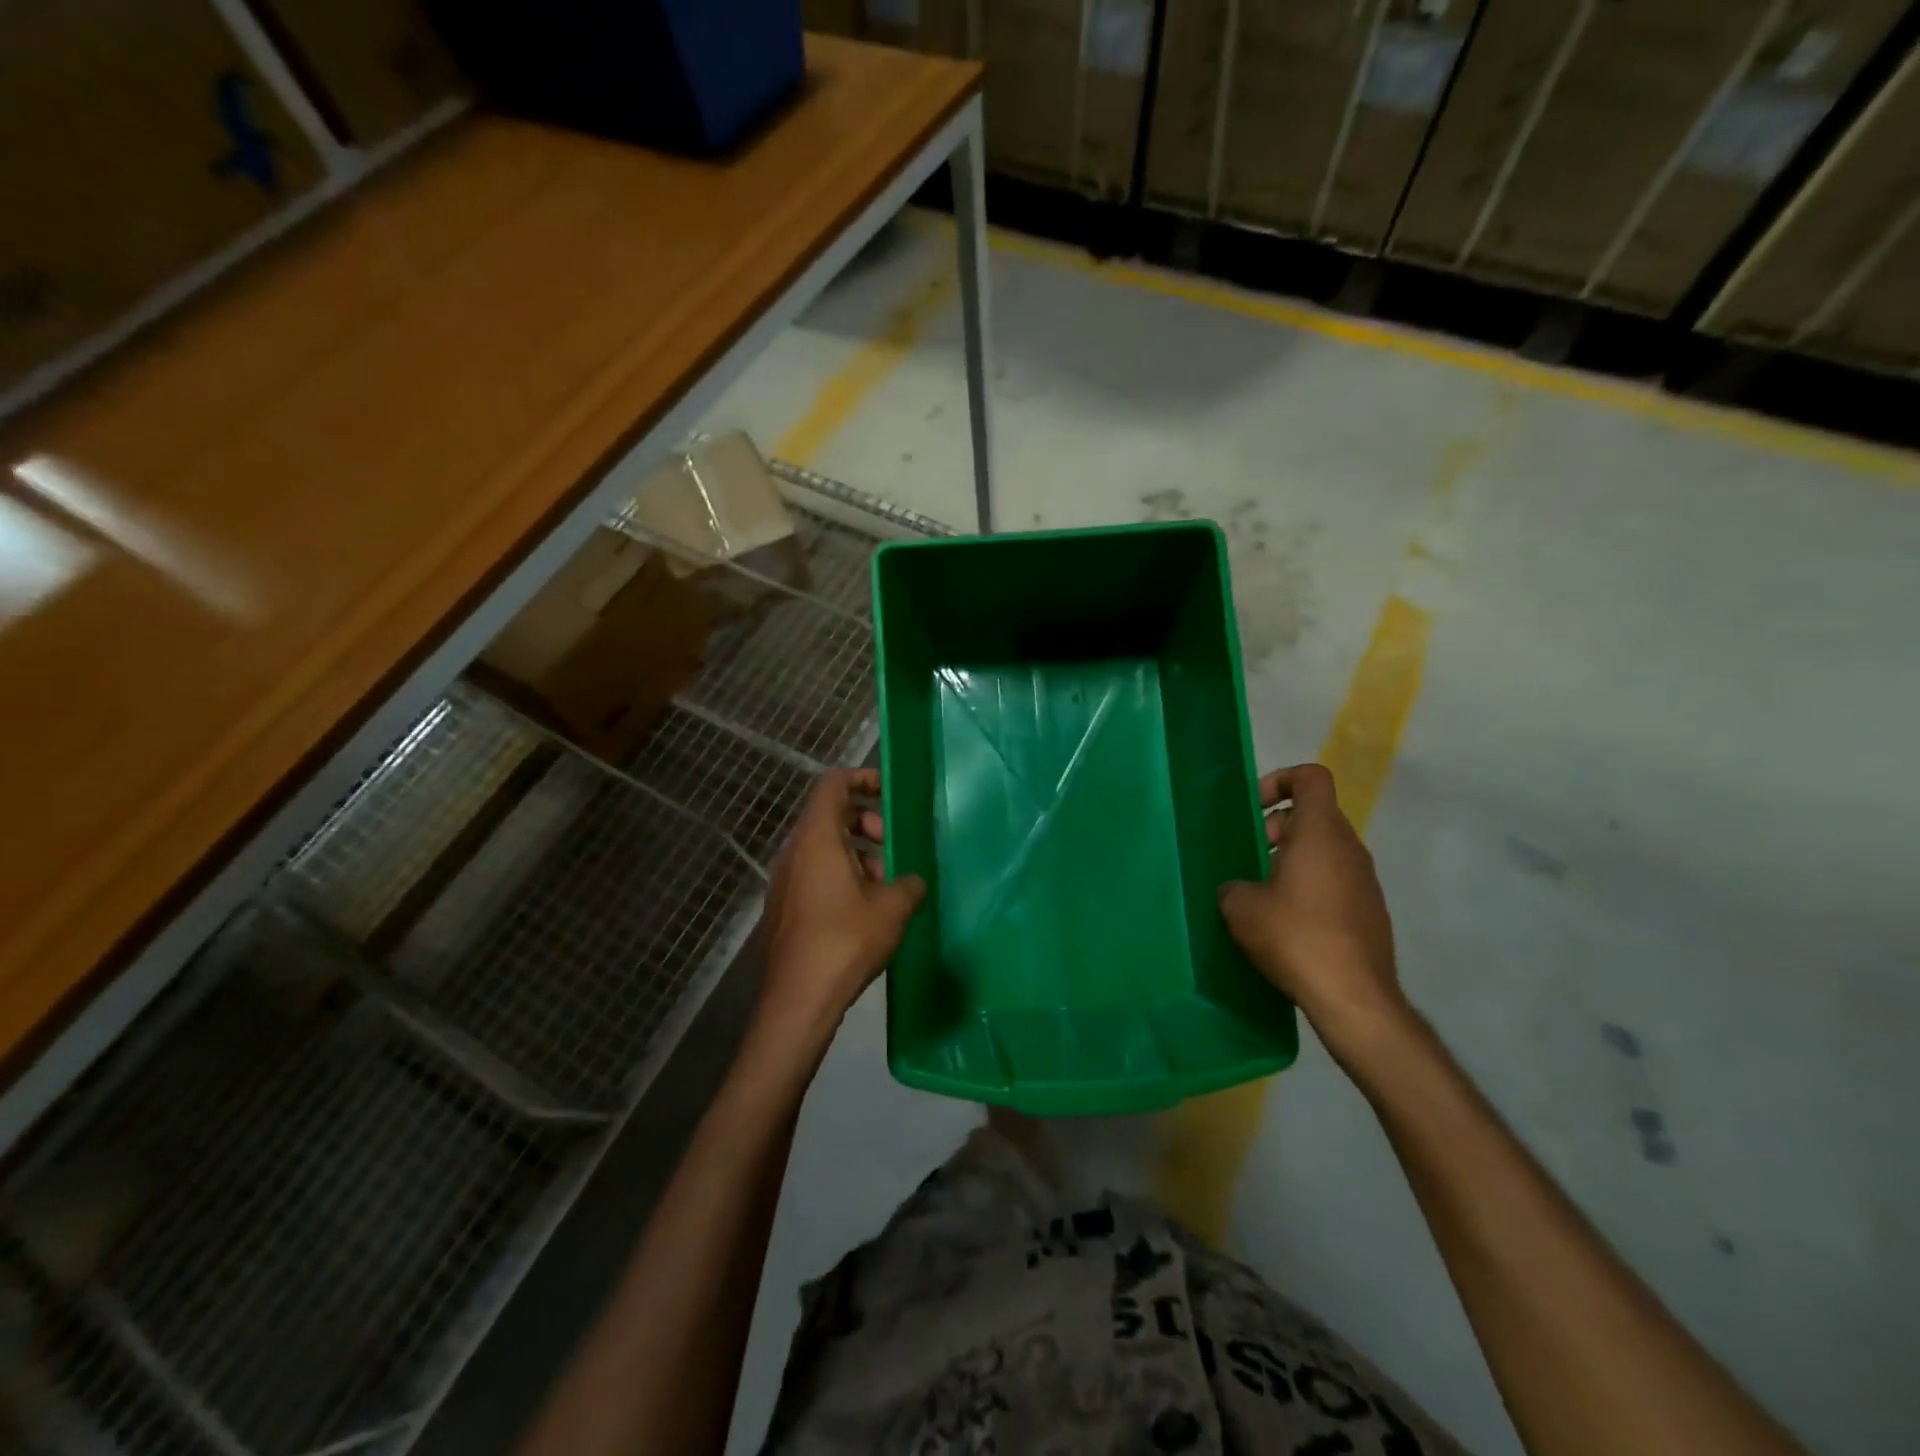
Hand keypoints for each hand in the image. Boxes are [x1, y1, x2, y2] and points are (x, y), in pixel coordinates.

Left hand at [755, 769, 925, 1057]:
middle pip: (830, 816)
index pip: (833, 785)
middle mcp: (795, 852)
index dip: (862, 779)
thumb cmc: (846, 941)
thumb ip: (909, 884)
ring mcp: (785, 881)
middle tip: (893, 846)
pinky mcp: (784, 907)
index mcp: (818, 839)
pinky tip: (865, 909)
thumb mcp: (892, 908)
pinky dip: (841, 875)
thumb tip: (913, 881)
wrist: (798, 999)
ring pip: (824, 848)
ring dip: (857, 854)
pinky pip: (815, 874)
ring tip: (886, 884)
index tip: (889, 792)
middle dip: (866, 822)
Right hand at [1217, 764, 1409, 1058]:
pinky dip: (1310, 886)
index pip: (1310, 778)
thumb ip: (1233, 886)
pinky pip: (1335, 880)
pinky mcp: (1370, 911)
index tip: (1253, 809)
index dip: (1279, 781)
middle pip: (1314, 815)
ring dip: (1292, 859)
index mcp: (1320, 833)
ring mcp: (1365, 880)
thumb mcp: (1241, 908)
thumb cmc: (1295, 936)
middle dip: (1277, 828)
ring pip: (1324, 849)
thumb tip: (1239, 890)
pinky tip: (1287, 922)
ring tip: (1263, 893)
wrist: (1354, 997)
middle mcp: (1349, 848)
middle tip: (1250, 857)